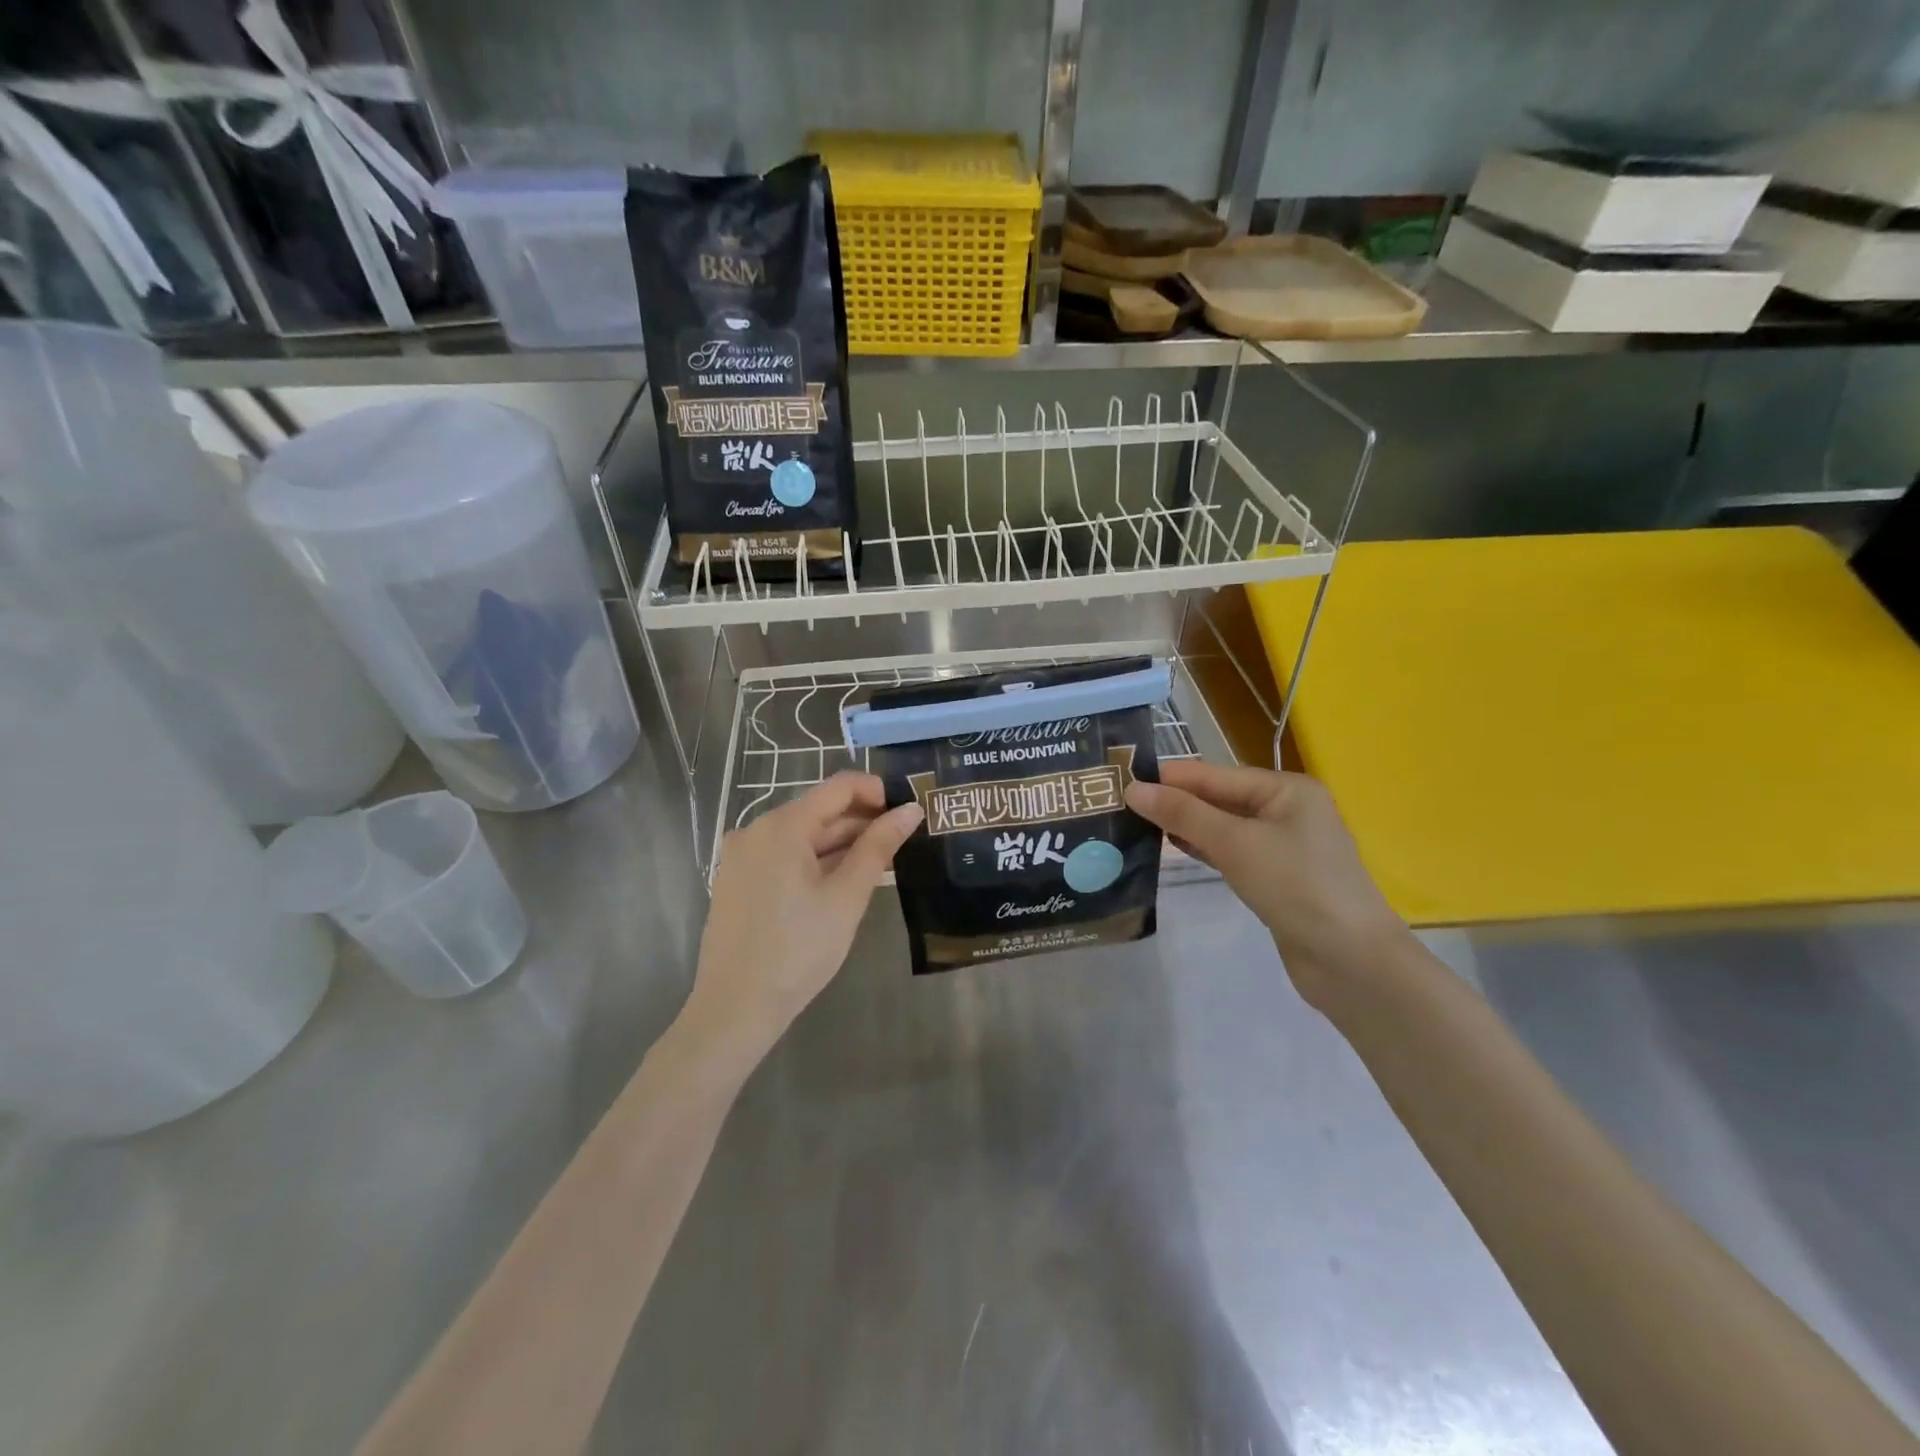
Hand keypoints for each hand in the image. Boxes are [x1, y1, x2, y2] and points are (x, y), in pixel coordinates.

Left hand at [682, 773, 922, 1064]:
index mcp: (782, 826)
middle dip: (862, 821)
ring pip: (803, 835)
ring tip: (880, 862)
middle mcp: (756, 830)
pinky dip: (816, 860)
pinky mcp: (738, 880)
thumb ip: (879, 846)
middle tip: (903, 842)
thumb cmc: (798, 950)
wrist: (735, 1008)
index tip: (908, 812)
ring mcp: (742, 855)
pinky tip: (841, 881)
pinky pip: (784, 855)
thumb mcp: (847, 896)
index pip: (839, 787)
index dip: (878, 791)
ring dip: (841, 843)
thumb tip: (911, 810)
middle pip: (819, 810)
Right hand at [1125, 760, 1405, 1007]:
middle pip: (1218, 798)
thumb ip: (1183, 814)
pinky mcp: (1275, 878)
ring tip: (1134, 823)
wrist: (1351, 961)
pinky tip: (1170, 848)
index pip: (1215, 775)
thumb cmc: (1296, 886)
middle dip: (1174, 801)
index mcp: (1286, 789)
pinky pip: (1230, 852)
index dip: (1169, 777)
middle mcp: (1286, 810)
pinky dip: (1202, 849)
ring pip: (1222, 827)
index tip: (1121, 778)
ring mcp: (1282, 846)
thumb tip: (1133, 789)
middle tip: (1120, 803)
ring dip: (1184, 825)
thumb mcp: (1235, 843)